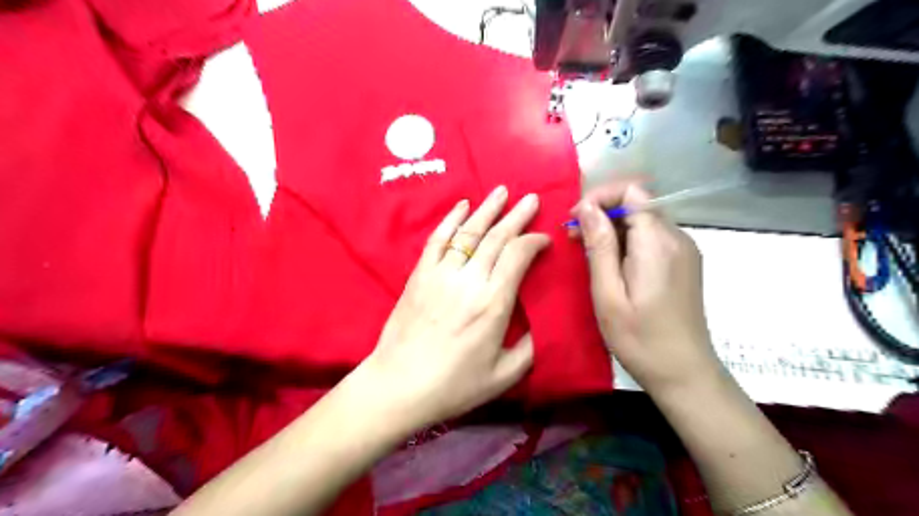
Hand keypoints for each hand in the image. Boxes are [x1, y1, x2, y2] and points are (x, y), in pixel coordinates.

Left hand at [357, 187, 543, 429]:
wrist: (399, 385)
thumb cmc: (454, 385)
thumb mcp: (504, 376)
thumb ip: (529, 347)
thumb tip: (542, 323)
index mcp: (493, 303)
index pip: (518, 255)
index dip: (534, 241)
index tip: (543, 239)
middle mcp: (469, 280)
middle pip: (496, 237)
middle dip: (517, 216)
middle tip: (531, 198)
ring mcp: (441, 274)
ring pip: (468, 232)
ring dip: (487, 210)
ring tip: (502, 191)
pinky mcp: (420, 275)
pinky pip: (437, 240)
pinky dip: (450, 219)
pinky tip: (462, 205)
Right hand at [573, 181, 716, 394]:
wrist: (684, 372)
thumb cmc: (639, 338)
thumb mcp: (608, 294)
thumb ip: (599, 246)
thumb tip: (587, 207)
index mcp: (657, 243)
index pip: (632, 191)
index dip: (600, 197)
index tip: (575, 220)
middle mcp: (677, 238)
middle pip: (638, 203)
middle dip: (603, 213)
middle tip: (574, 238)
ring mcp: (684, 250)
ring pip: (644, 219)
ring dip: (613, 228)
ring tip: (588, 252)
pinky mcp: (684, 262)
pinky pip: (652, 237)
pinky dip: (628, 240)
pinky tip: (612, 264)